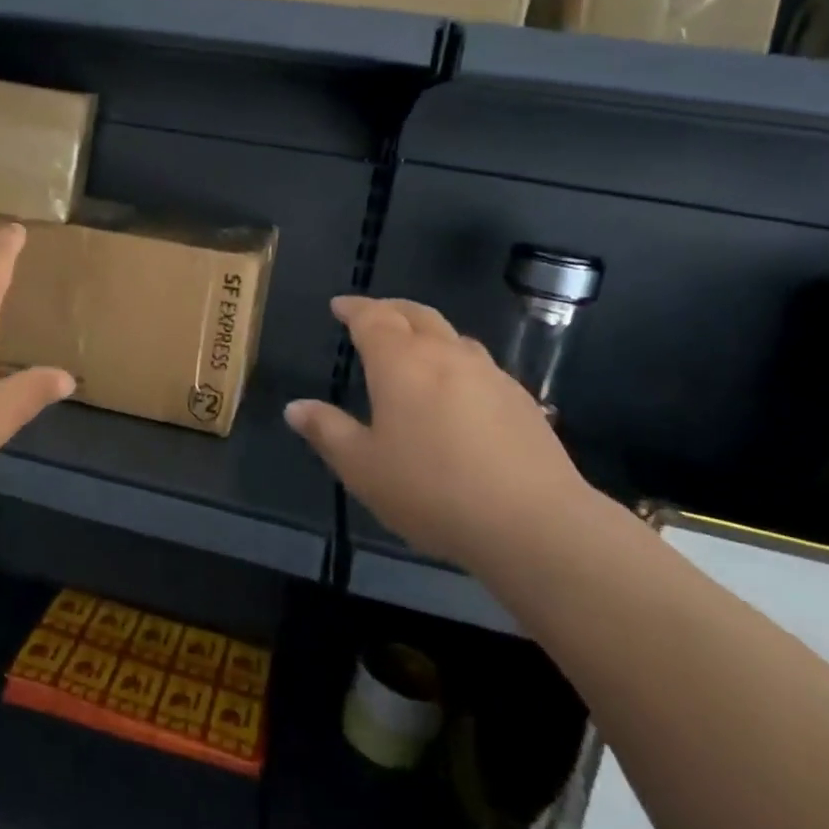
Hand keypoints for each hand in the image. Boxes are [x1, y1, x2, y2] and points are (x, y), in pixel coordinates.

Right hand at [284, 296, 593, 564]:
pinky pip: (480, 366)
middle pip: (416, 315)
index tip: (339, 306)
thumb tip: (295, 407)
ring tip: (414, 350)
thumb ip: (327, 431)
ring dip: (428, 333)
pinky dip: (457, 363)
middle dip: (390, 309)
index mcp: (401, 363)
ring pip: (453, 337)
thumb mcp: (362, 467)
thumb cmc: (431, 490)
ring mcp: (490, 375)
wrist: (533, 522)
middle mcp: (446, 355)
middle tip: (372, 315)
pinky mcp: (521, 401)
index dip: (354, 308)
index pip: (373, 318)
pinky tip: (458, 392)